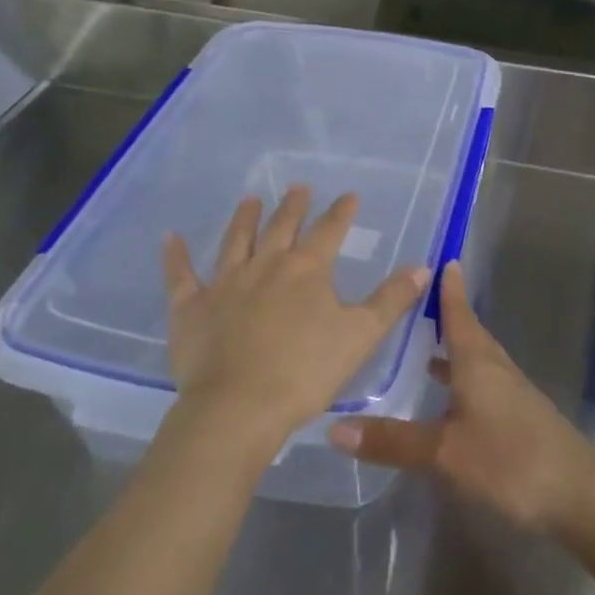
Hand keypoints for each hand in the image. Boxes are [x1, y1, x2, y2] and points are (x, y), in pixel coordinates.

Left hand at [162, 186, 430, 449]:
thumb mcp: (361, 335)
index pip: (329, 231)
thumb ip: (391, 299)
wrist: (238, 407)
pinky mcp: (191, 308)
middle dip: (293, 207)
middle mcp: (266, 266)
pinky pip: (180, 276)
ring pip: (236, 241)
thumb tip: (423, 266)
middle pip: (282, 228)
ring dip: (244, 219)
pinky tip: (170, 238)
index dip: (341, 212)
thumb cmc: (306, 372)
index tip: (349, 195)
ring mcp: (225, 284)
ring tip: (250, 199)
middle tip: (298, 187)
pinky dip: (176, 257)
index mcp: (307, 271)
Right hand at [329, 262, 594, 532]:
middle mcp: (496, 369)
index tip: (443, 261)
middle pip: (470, 334)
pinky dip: (463, 379)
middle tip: (417, 302)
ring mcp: (512, 394)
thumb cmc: (511, 460)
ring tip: (424, 349)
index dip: (450, 290)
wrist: (579, 495)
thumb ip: (393, 440)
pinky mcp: (520, 417)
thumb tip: (334, 427)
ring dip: (454, 349)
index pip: (459, 315)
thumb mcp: (445, 453)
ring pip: (478, 360)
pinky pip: (484, 383)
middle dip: (447, 316)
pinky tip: (451, 398)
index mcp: (478, 363)